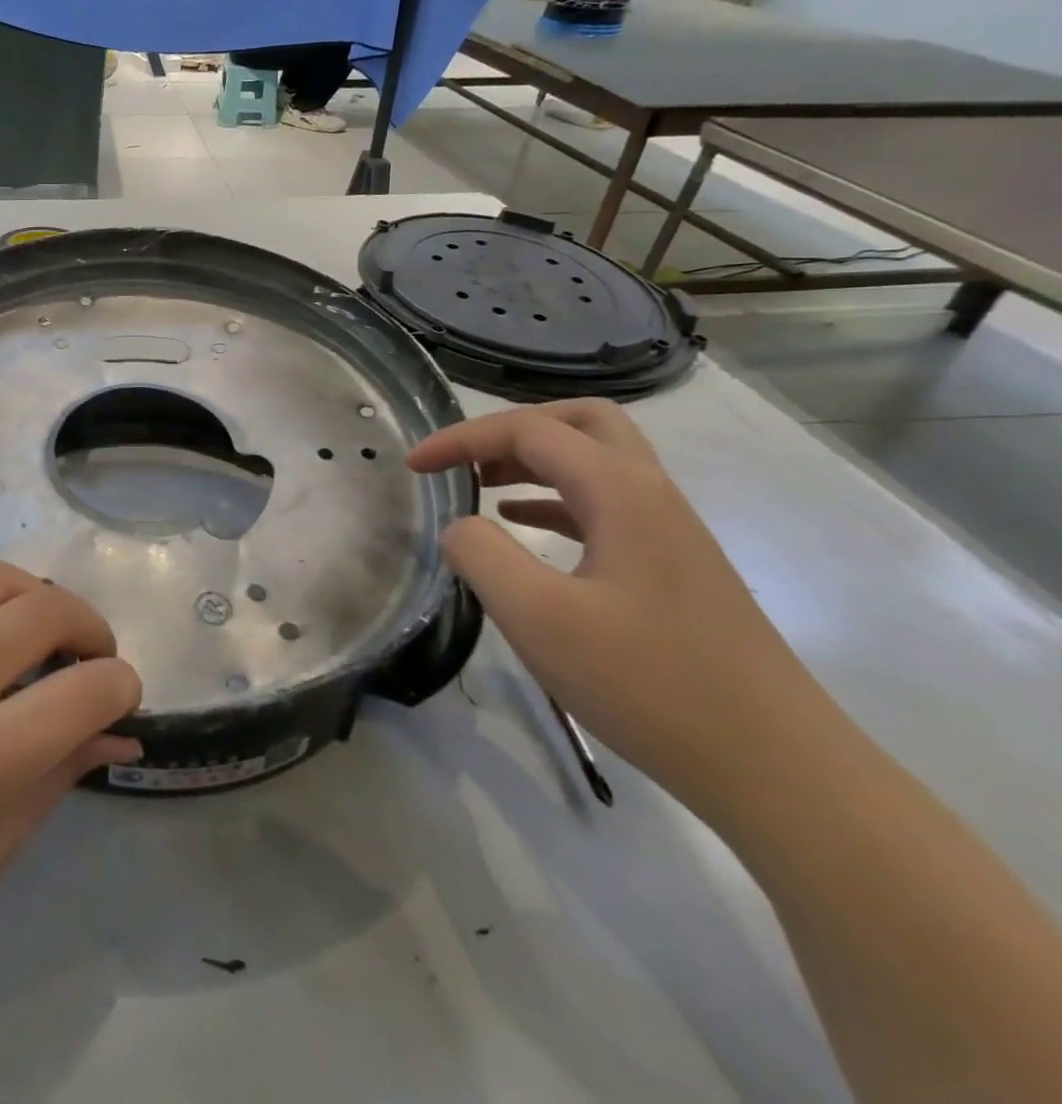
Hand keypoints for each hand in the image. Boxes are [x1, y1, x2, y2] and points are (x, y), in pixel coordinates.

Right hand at [407, 400, 831, 818]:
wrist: (778, 769)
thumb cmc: (649, 684)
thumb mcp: (538, 617)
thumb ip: (481, 555)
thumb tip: (460, 527)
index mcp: (621, 491)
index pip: (529, 431)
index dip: (461, 439)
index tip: (413, 465)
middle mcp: (651, 495)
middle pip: (581, 423)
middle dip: (513, 429)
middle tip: (466, 460)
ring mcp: (669, 532)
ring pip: (596, 463)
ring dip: (534, 462)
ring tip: (478, 487)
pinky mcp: (673, 569)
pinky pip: (604, 506)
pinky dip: (553, 500)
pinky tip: (522, 528)